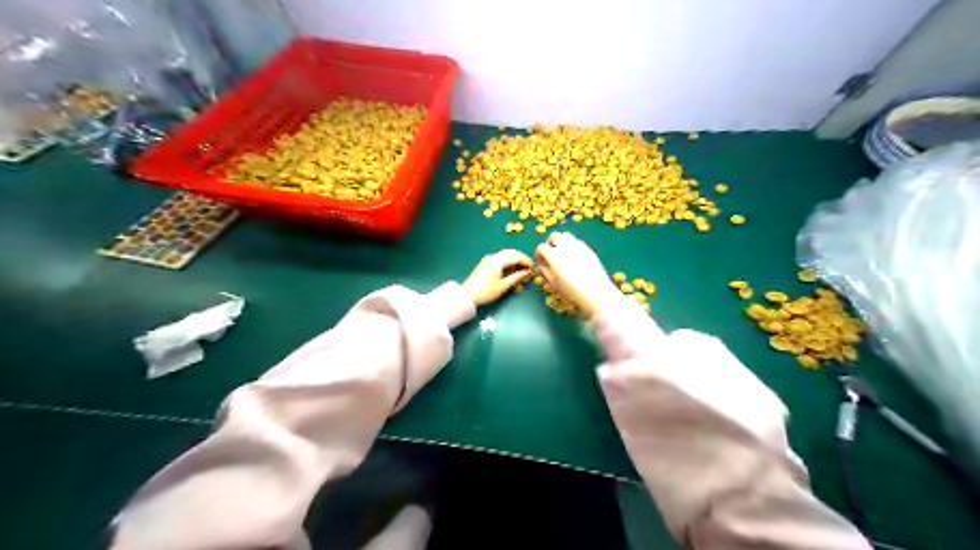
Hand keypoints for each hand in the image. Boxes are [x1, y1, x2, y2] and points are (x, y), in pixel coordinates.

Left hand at [462, 248, 533, 303]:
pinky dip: (508, 263)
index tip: (534, 268)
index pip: (517, 256)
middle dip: (522, 259)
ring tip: (522, 271)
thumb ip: (516, 277)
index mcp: (498, 260)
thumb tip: (527, 272)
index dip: (527, 261)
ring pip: (506, 255)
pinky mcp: (486, 263)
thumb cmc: (486, 292)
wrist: (467, 295)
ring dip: (515, 261)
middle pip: (511, 253)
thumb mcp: (503, 286)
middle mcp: (494, 256)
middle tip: (529, 269)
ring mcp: (489, 259)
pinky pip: (500, 259)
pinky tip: (511, 271)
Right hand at [536, 231, 617, 317]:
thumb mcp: (554, 284)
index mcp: (554, 255)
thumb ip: (546, 271)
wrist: (596, 293)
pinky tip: (574, 257)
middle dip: (549, 243)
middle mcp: (565, 247)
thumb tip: (542, 265)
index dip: (539, 254)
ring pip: (566, 236)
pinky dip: (572, 245)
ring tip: (562, 252)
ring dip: (561, 241)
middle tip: (550, 253)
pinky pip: (577, 242)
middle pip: (554, 236)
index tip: (541, 262)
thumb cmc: (572, 291)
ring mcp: (578, 246)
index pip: (541, 247)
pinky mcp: (588, 249)